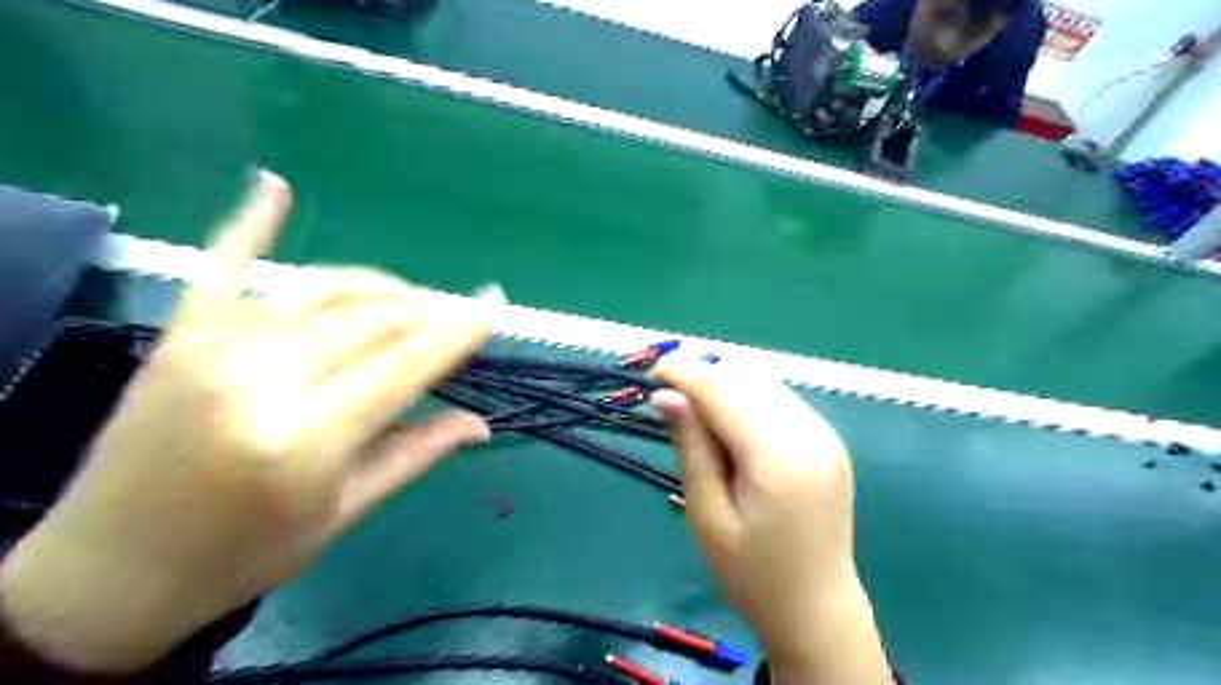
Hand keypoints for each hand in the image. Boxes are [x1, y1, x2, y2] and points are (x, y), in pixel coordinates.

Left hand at [0, 169, 495, 669]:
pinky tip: (275, 185)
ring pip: (325, 293)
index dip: (457, 332)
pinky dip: (250, 223)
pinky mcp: (180, 335)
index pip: (406, 363)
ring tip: (412, 304)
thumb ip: (416, 453)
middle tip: (458, 316)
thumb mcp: (344, 512)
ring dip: (381, 290)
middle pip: (373, 320)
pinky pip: (222, 264)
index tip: (492, 311)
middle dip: (428, 312)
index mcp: (306, 438)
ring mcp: (214, 347)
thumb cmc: (243, 554)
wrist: (110, 571)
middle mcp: (262, 379)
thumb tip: (481, 423)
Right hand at [654, 360, 893, 684]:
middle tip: (669, 401)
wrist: (818, 610)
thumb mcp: (707, 516)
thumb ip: (691, 448)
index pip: (722, 391)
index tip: (650, 373)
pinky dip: (749, 400)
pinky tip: (732, 427)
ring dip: (726, 386)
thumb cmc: (752, 575)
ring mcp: (825, 435)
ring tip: (698, 418)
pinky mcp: (829, 440)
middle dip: (703, 377)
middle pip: (745, 378)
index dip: (683, 373)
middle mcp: (809, 434)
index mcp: (777, 458)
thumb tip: (666, 396)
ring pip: (764, 383)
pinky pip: (781, 400)